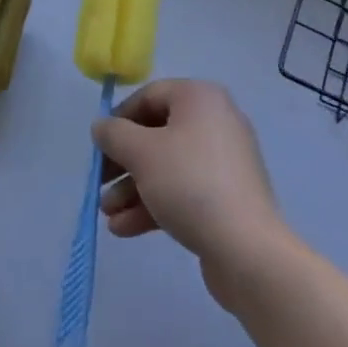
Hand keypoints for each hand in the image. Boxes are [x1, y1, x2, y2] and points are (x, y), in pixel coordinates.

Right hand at [93, 80, 287, 306]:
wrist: (248, 251)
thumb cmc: (190, 184)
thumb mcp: (142, 153)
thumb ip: (114, 134)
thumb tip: (101, 126)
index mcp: (200, 98)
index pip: (149, 96)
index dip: (119, 119)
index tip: (100, 146)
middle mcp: (215, 121)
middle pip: (157, 134)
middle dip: (124, 162)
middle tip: (100, 183)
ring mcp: (223, 162)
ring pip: (168, 167)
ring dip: (133, 188)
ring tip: (108, 214)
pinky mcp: (227, 197)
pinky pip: (183, 190)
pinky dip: (155, 204)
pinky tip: (125, 228)